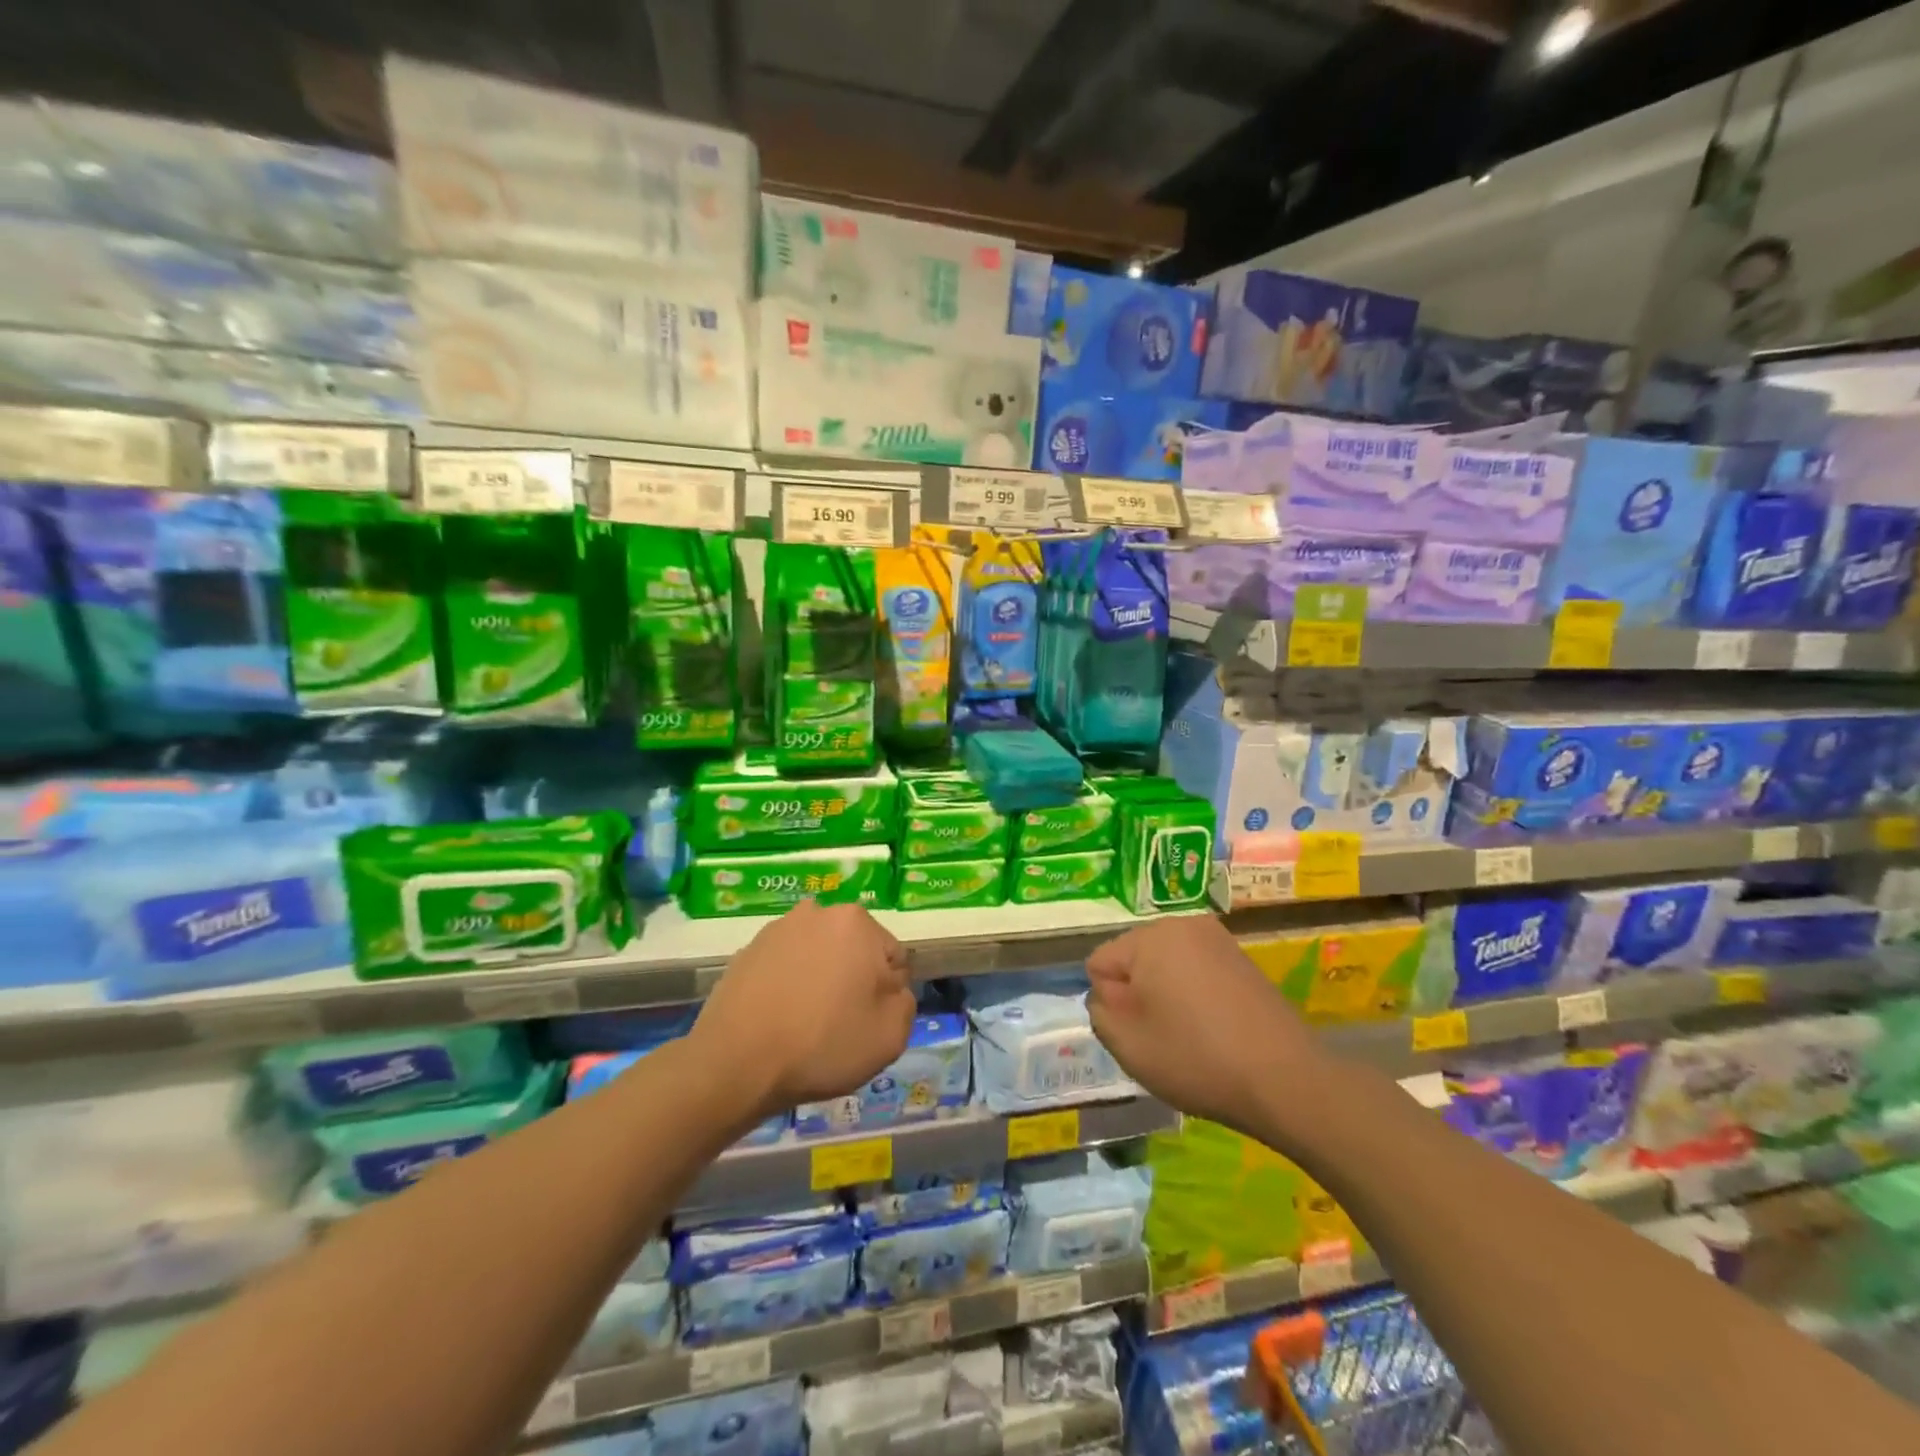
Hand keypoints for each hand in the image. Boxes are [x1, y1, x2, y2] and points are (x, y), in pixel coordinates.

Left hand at [691, 900, 915, 1119]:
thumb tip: (890, 989)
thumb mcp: (890, 1035)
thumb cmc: (822, 1044)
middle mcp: (818, 912)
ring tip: (805, 1025)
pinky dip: (788, 987)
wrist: (735, 1064)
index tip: (868, 1023)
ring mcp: (777, 929)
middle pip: (854, 952)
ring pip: (818, 957)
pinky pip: (785, 967)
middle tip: (840, 1025)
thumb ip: (905, 1002)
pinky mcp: (747, 951)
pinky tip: (779, 1020)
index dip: (887, 995)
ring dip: (820, 982)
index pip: (892, 959)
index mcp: (857, 922)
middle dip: (853, 982)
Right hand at [1086, 914, 1321, 1133]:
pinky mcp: (1242, 959)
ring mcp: (1217, 939)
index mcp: (1150, 936)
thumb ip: (1099, 1011)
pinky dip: (1194, 997)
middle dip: (1137, 994)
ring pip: (1165, 966)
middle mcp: (1182, 924)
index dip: (1109, 1002)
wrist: (1285, 1079)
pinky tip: (1214, 1030)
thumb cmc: (1196, 1057)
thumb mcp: (1127, 1044)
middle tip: (1161, 1036)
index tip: (1137, 1031)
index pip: (1100, 962)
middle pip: (1134, 959)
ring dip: (1166, 996)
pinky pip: (1196, 972)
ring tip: (1190, 1036)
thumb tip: (1108, 994)